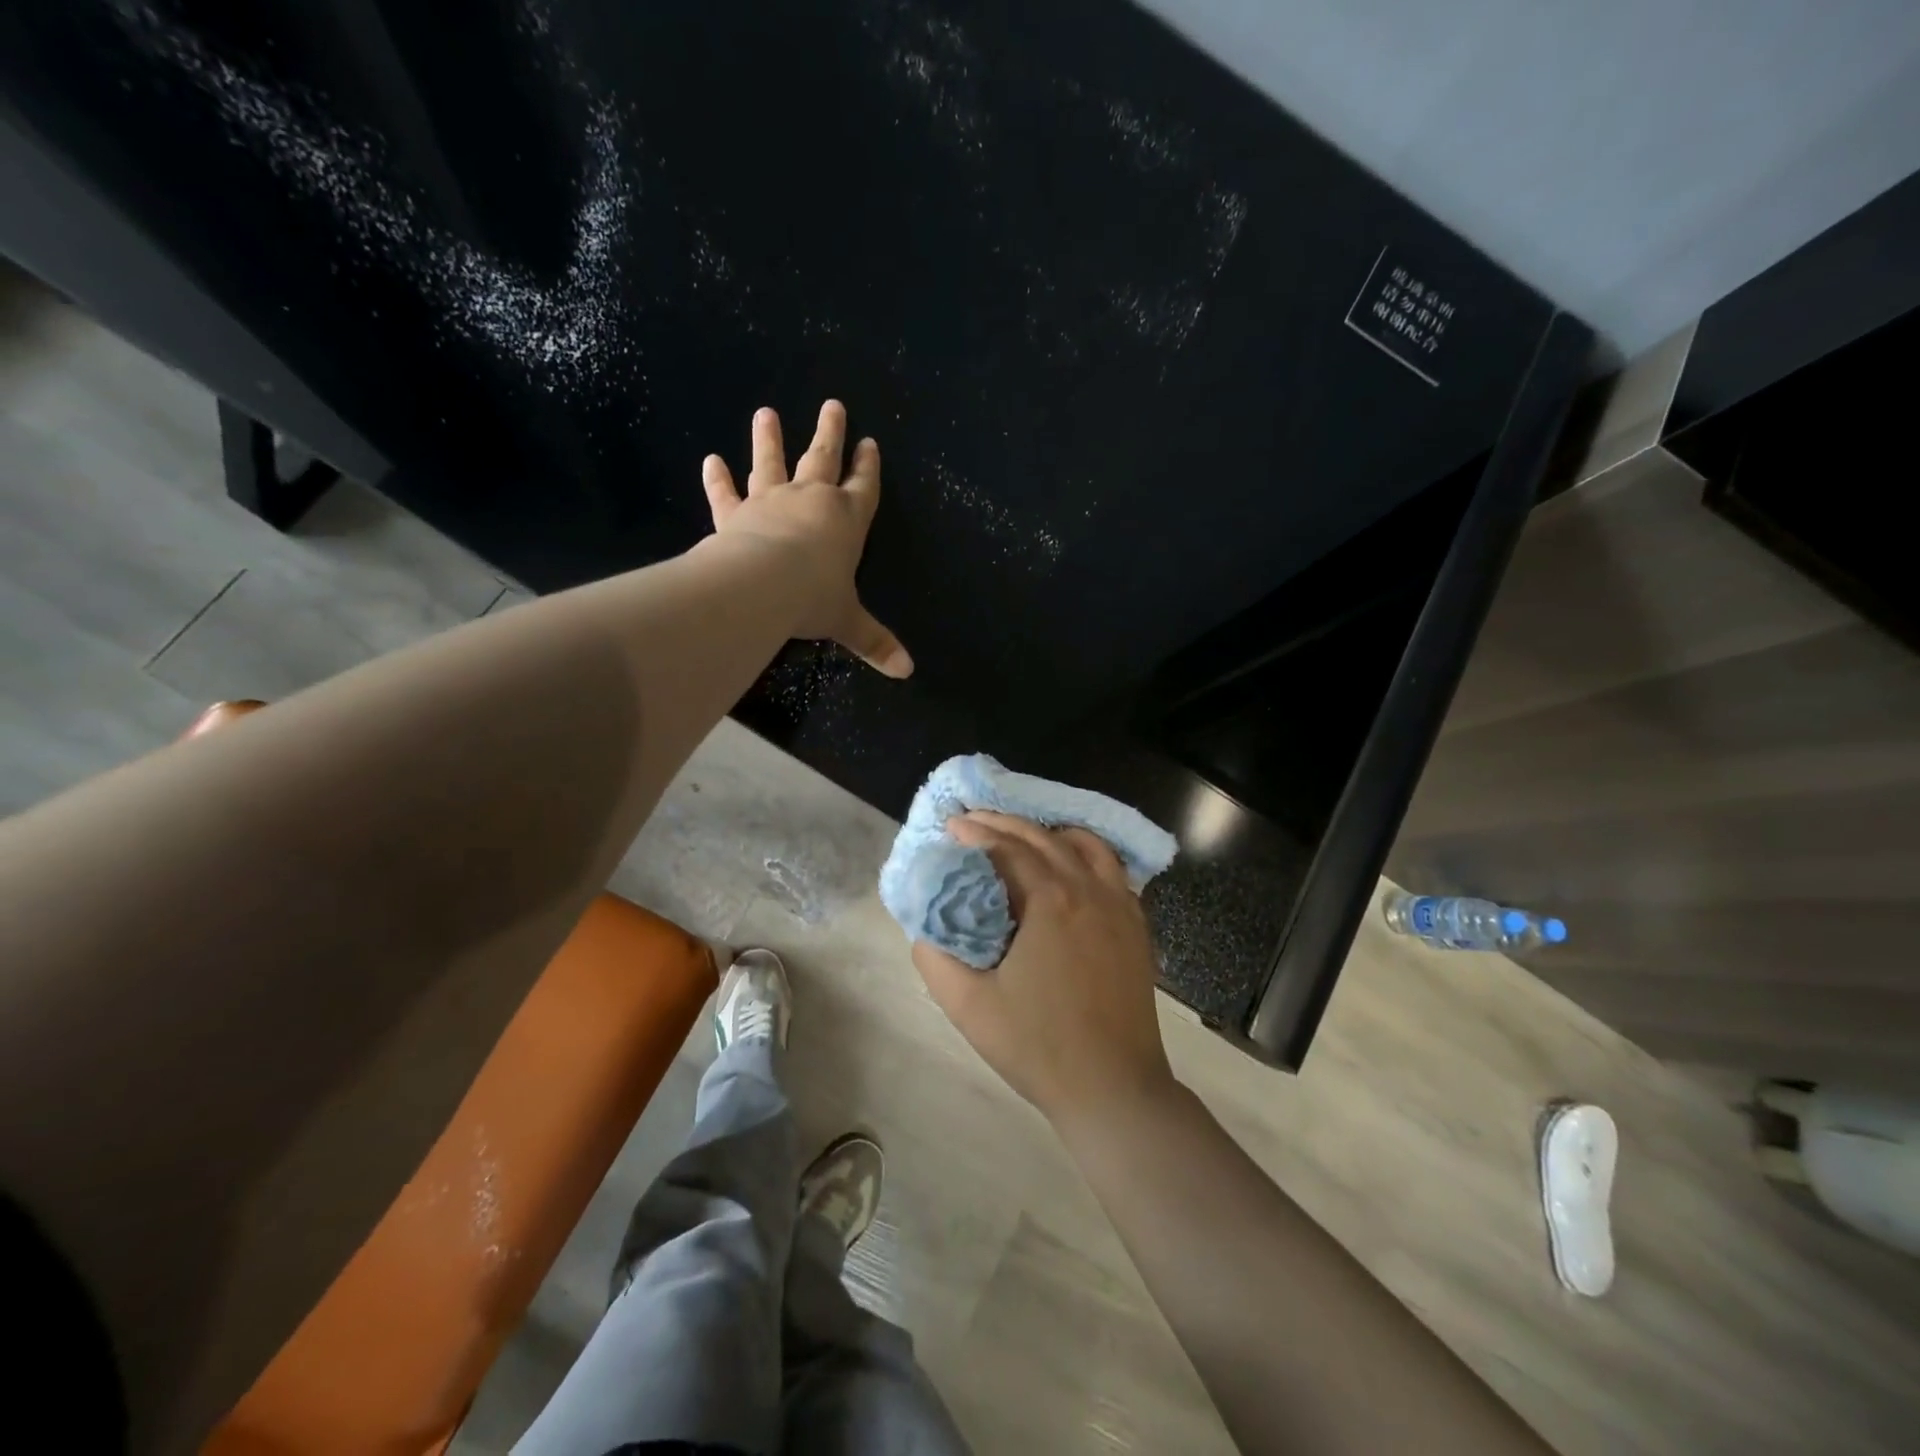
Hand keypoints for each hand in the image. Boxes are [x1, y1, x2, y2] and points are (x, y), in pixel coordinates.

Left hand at [701, 400, 911, 677]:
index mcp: (847, 520)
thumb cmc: (815, 598)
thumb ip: (875, 642)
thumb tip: (908, 672)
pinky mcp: (735, 514)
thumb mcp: (849, 623)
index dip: (868, 467)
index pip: (863, 487)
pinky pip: (725, 493)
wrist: (763, 586)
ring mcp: (771, 502)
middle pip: (822, 459)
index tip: (869, 443)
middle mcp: (811, 501)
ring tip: (765, 413)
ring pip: (771, 463)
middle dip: (830, 433)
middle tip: (832, 405)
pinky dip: (717, 478)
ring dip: (768, 439)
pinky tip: (710, 460)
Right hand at [911, 811, 1177, 1131]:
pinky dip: (1086, 855)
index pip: (1007, 848)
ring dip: (1049, 833)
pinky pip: (1112, 870)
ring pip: (1085, 846)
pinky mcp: (1137, 927)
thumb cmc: (1038, 1047)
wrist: (1114, 1088)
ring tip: (1022, 836)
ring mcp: (1120, 906)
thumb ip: (935, 959)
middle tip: (976, 820)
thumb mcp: (968, 1006)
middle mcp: (1089, 889)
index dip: (976, 833)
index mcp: (1050, 900)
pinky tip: (1072, 868)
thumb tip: (923, 929)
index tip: (951, 825)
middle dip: (1006, 824)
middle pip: (1044, 837)